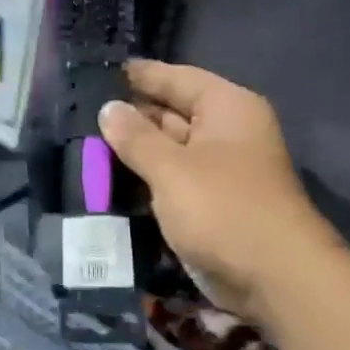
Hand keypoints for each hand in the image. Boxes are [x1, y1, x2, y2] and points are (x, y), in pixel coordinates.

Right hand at [98, 61, 324, 320]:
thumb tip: (108, 108)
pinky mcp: (208, 204)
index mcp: (227, 108)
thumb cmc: (223, 209)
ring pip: (167, 151)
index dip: (138, 75)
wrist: (272, 277)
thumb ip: (136, 137)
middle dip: (128, 117)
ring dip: (131, 152)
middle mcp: (225, 133)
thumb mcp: (172, 169)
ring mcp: (217, 170)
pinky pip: (170, 182)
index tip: (96, 72)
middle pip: (170, 114)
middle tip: (77, 115)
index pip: (176, 78)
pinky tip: (106, 181)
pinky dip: (143, 181)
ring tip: (81, 146)